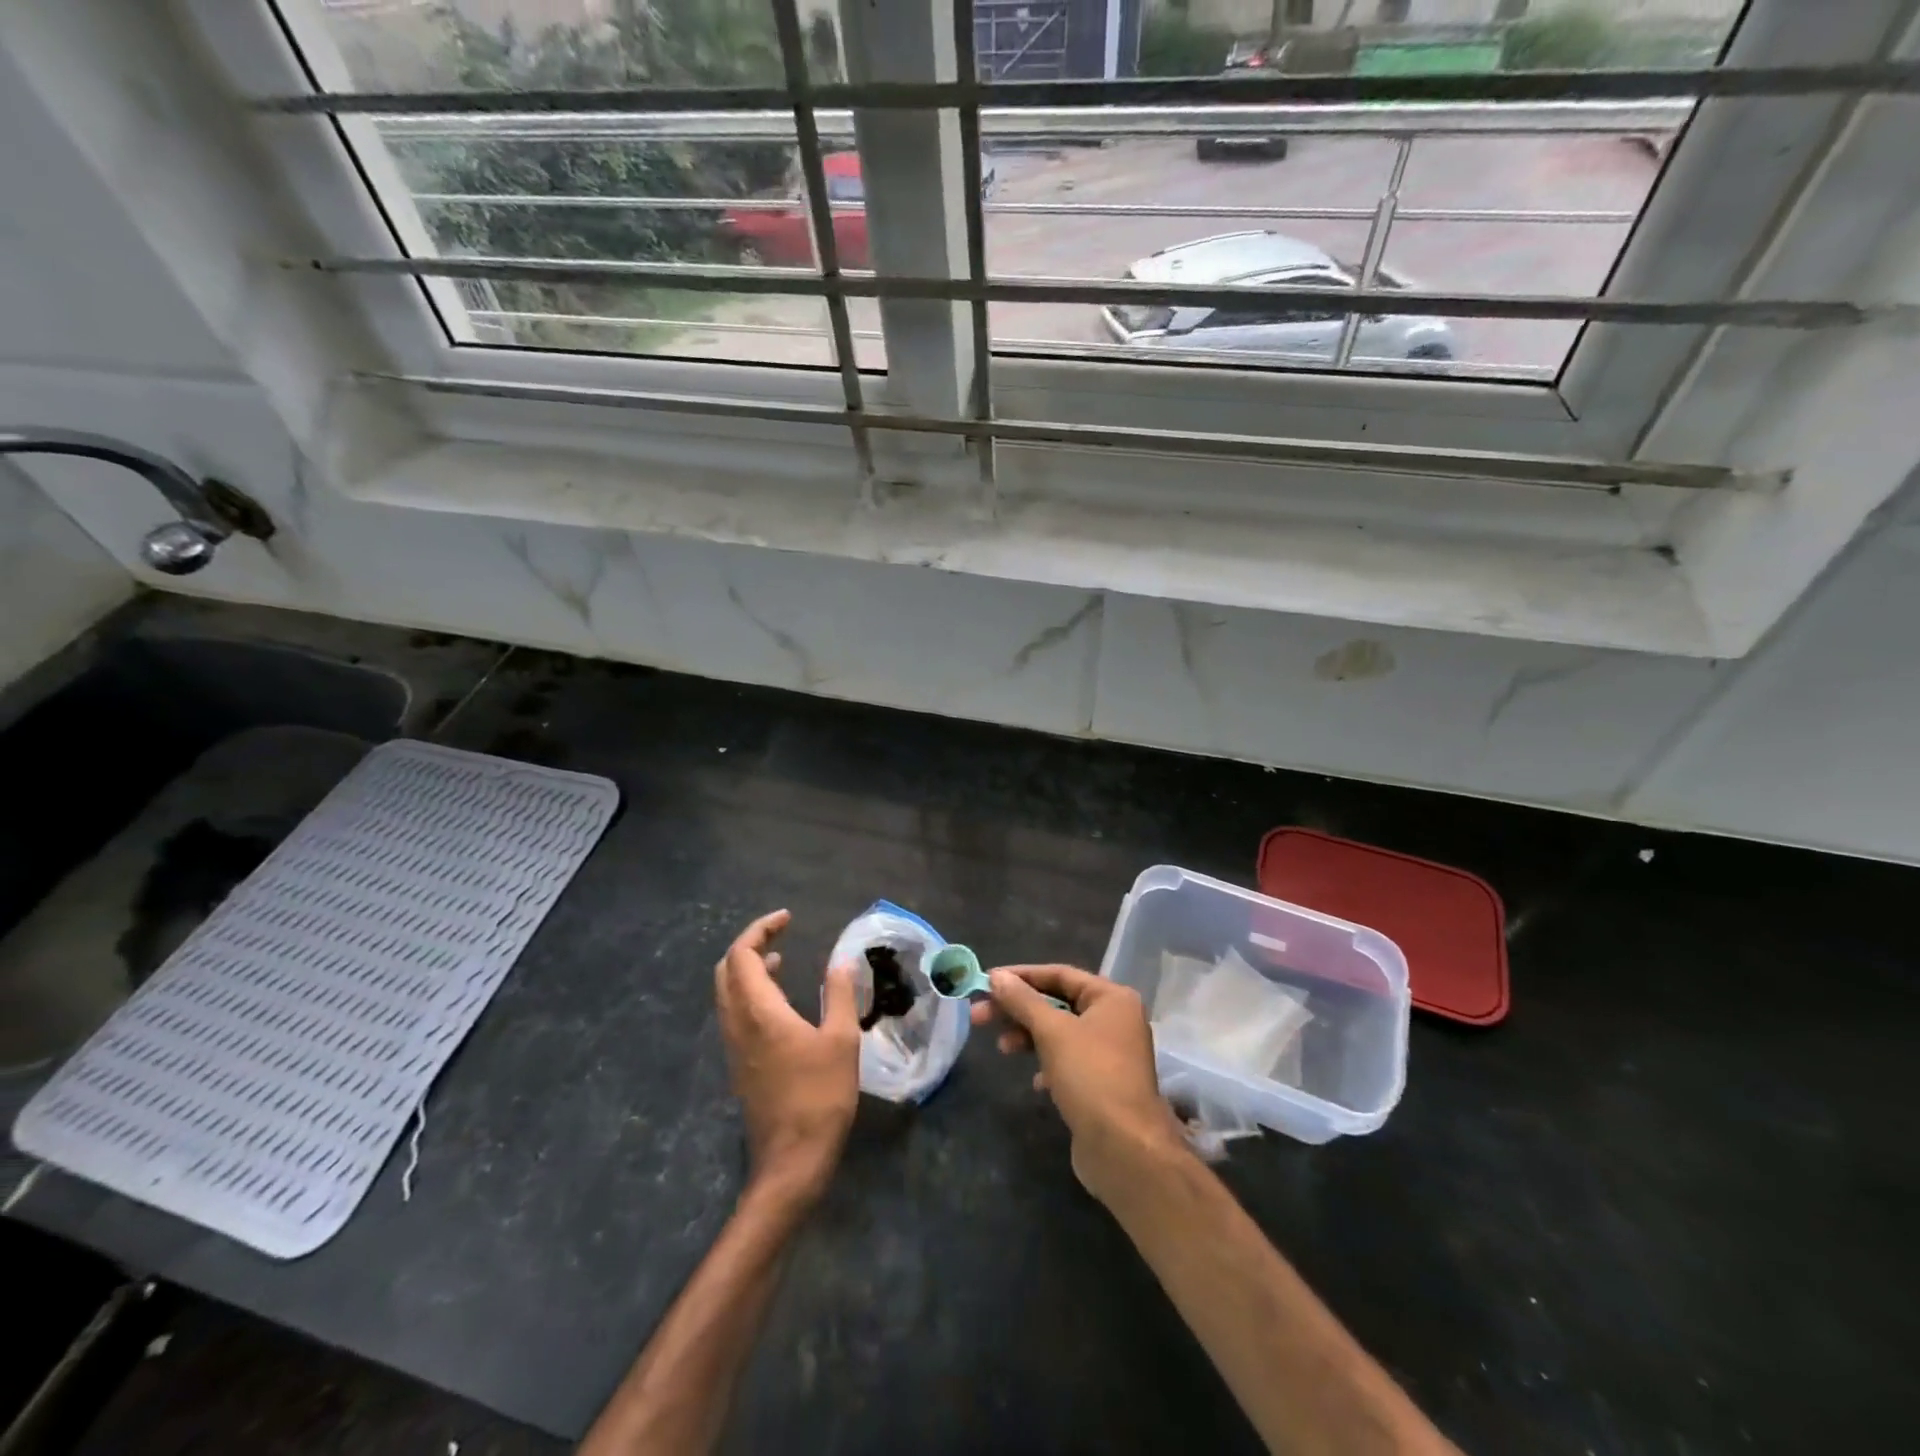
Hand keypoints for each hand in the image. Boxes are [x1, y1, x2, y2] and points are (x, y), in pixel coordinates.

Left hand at [714, 910, 860, 1203]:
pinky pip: (734, 1012)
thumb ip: (840, 994)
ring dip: (748, 968)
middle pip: (726, 970)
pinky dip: (750, 991)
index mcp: (758, 1012)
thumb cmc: (820, 1096)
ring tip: (781, 958)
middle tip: (780, 934)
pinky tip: (779, 1000)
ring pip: (727, 992)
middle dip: (750, 945)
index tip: (787, 918)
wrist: (791, 1160)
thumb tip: (841, 960)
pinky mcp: (739, 1064)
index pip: (742, 955)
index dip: (761, 929)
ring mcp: (734, 1046)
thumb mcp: (842, 1040)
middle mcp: (737, 1023)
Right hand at [971, 964, 1188, 1200]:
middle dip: (1018, 1009)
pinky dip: (1047, 1064)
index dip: (1021, 976)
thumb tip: (997, 977)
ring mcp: (1111, 1054)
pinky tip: (1036, 1082)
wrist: (1125, 1149)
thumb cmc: (1091, 1076)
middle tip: (979, 1016)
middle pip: (1057, 1003)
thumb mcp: (1052, 1032)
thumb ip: (1023, 1001)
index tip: (987, 981)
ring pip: (1060, 1033)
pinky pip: (1068, 1061)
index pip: (1060, 974)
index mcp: (1112, 998)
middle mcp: (1115, 1019)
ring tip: (1002, 1049)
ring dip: (1029, 1036)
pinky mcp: (1103, 1084)